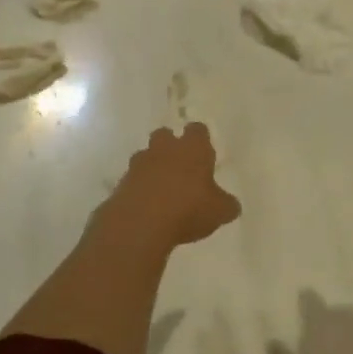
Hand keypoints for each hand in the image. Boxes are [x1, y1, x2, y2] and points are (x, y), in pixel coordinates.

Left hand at [105, 123, 241, 247]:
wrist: (140, 223)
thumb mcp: (219, 212)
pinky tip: (147, 207)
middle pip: (165, 135)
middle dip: (170, 146)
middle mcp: (165, 148)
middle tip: (180, 166)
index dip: (200, 138)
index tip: (203, 151)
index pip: (198, 130)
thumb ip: (226, 205)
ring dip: (152, 166)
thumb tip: (231, 205)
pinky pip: (132, 179)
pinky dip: (139, 188)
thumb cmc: (188, 209)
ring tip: (162, 189)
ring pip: (146, 155)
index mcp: (193, 148)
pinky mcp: (121, 183)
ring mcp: (139, 164)